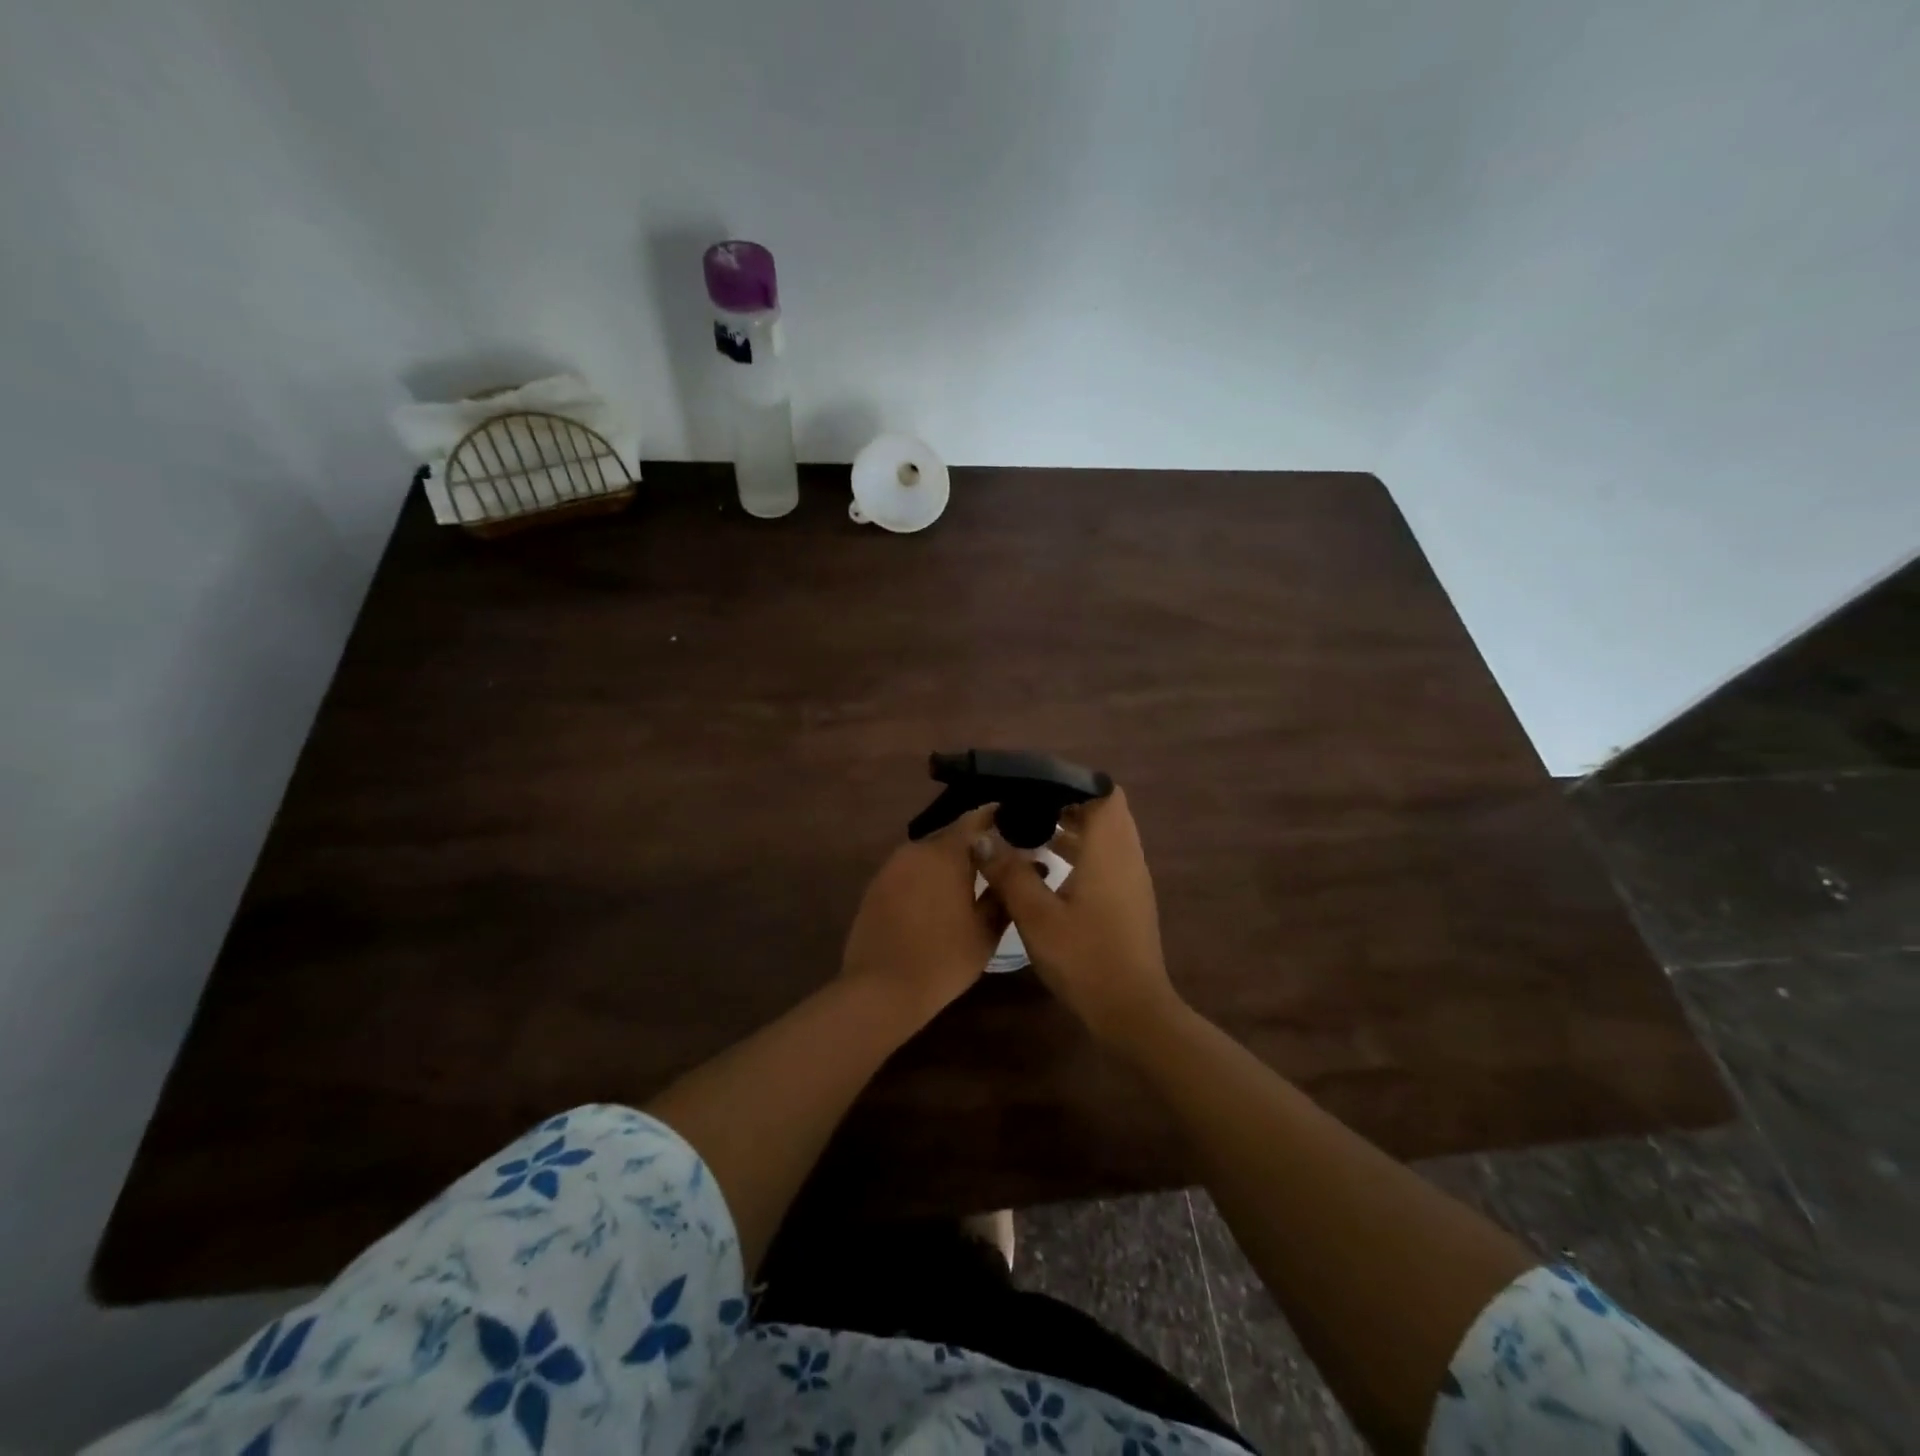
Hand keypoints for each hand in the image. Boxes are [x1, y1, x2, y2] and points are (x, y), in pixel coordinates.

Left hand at [840, 805, 1005, 1024]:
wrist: (881, 989)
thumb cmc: (944, 959)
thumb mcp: (986, 931)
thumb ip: (1002, 891)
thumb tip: (1019, 867)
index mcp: (946, 853)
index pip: (976, 819)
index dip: (996, 817)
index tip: (1015, 821)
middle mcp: (916, 849)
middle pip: (951, 835)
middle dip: (974, 843)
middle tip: (997, 858)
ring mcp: (892, 866)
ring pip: (928, 853)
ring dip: (948, 861)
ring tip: (970, 878)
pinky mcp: (876, 885)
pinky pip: (910, 869)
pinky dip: (927, 875)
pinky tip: (938, 897)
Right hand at [972, 787, 1179, 1045]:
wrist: (1132, 1011)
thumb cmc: (1085, 958)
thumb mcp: (1037, 916)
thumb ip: (1009, 873)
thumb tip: (981, 839)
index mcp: (1109, 851)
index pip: (1104, 793)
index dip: (1073, 782)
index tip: (1037, 785)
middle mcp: (1127, 856)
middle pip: (1105, 811)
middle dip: (1068, 802)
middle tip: (1028, 805)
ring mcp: (1132, 880)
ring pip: (1106, 836)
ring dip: (1074, 827)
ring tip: (1031, 830)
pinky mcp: (1129, 900)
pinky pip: (1107, 858)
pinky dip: (1082, 851)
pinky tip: (1049, 867)